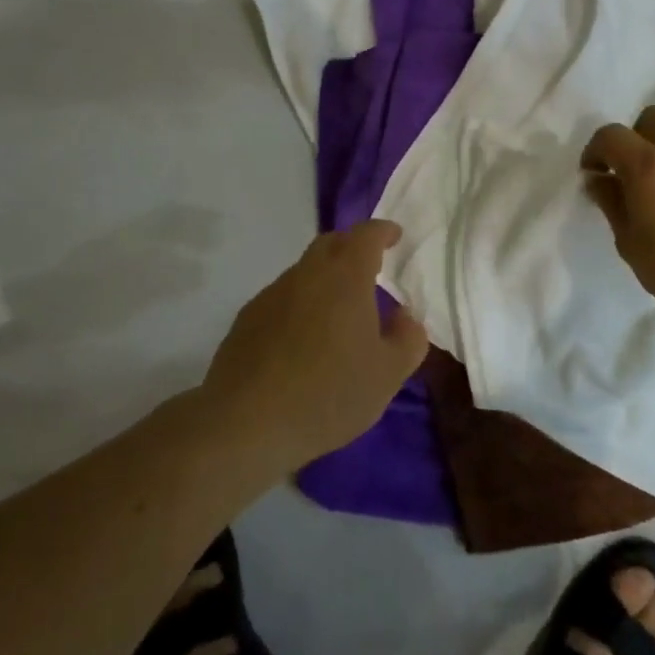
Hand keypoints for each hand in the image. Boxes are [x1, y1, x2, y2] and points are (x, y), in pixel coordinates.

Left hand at [201, 221, 428, 471]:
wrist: (246, 423)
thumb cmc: (328, 394)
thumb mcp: (387, 375)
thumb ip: (407, 339)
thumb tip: (404, 316)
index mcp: (345, 278)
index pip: (366, 235)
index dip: (383, 231)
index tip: (395, 236)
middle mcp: (307, 274)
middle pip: (331, 244)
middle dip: (353, 247)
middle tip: (370, 268)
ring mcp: (272, 294)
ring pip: (305, 271)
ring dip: (325, 279)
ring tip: (338, 312)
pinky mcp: (247, 318)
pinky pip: (283, 298)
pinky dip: (300, 304)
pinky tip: (303, 340)